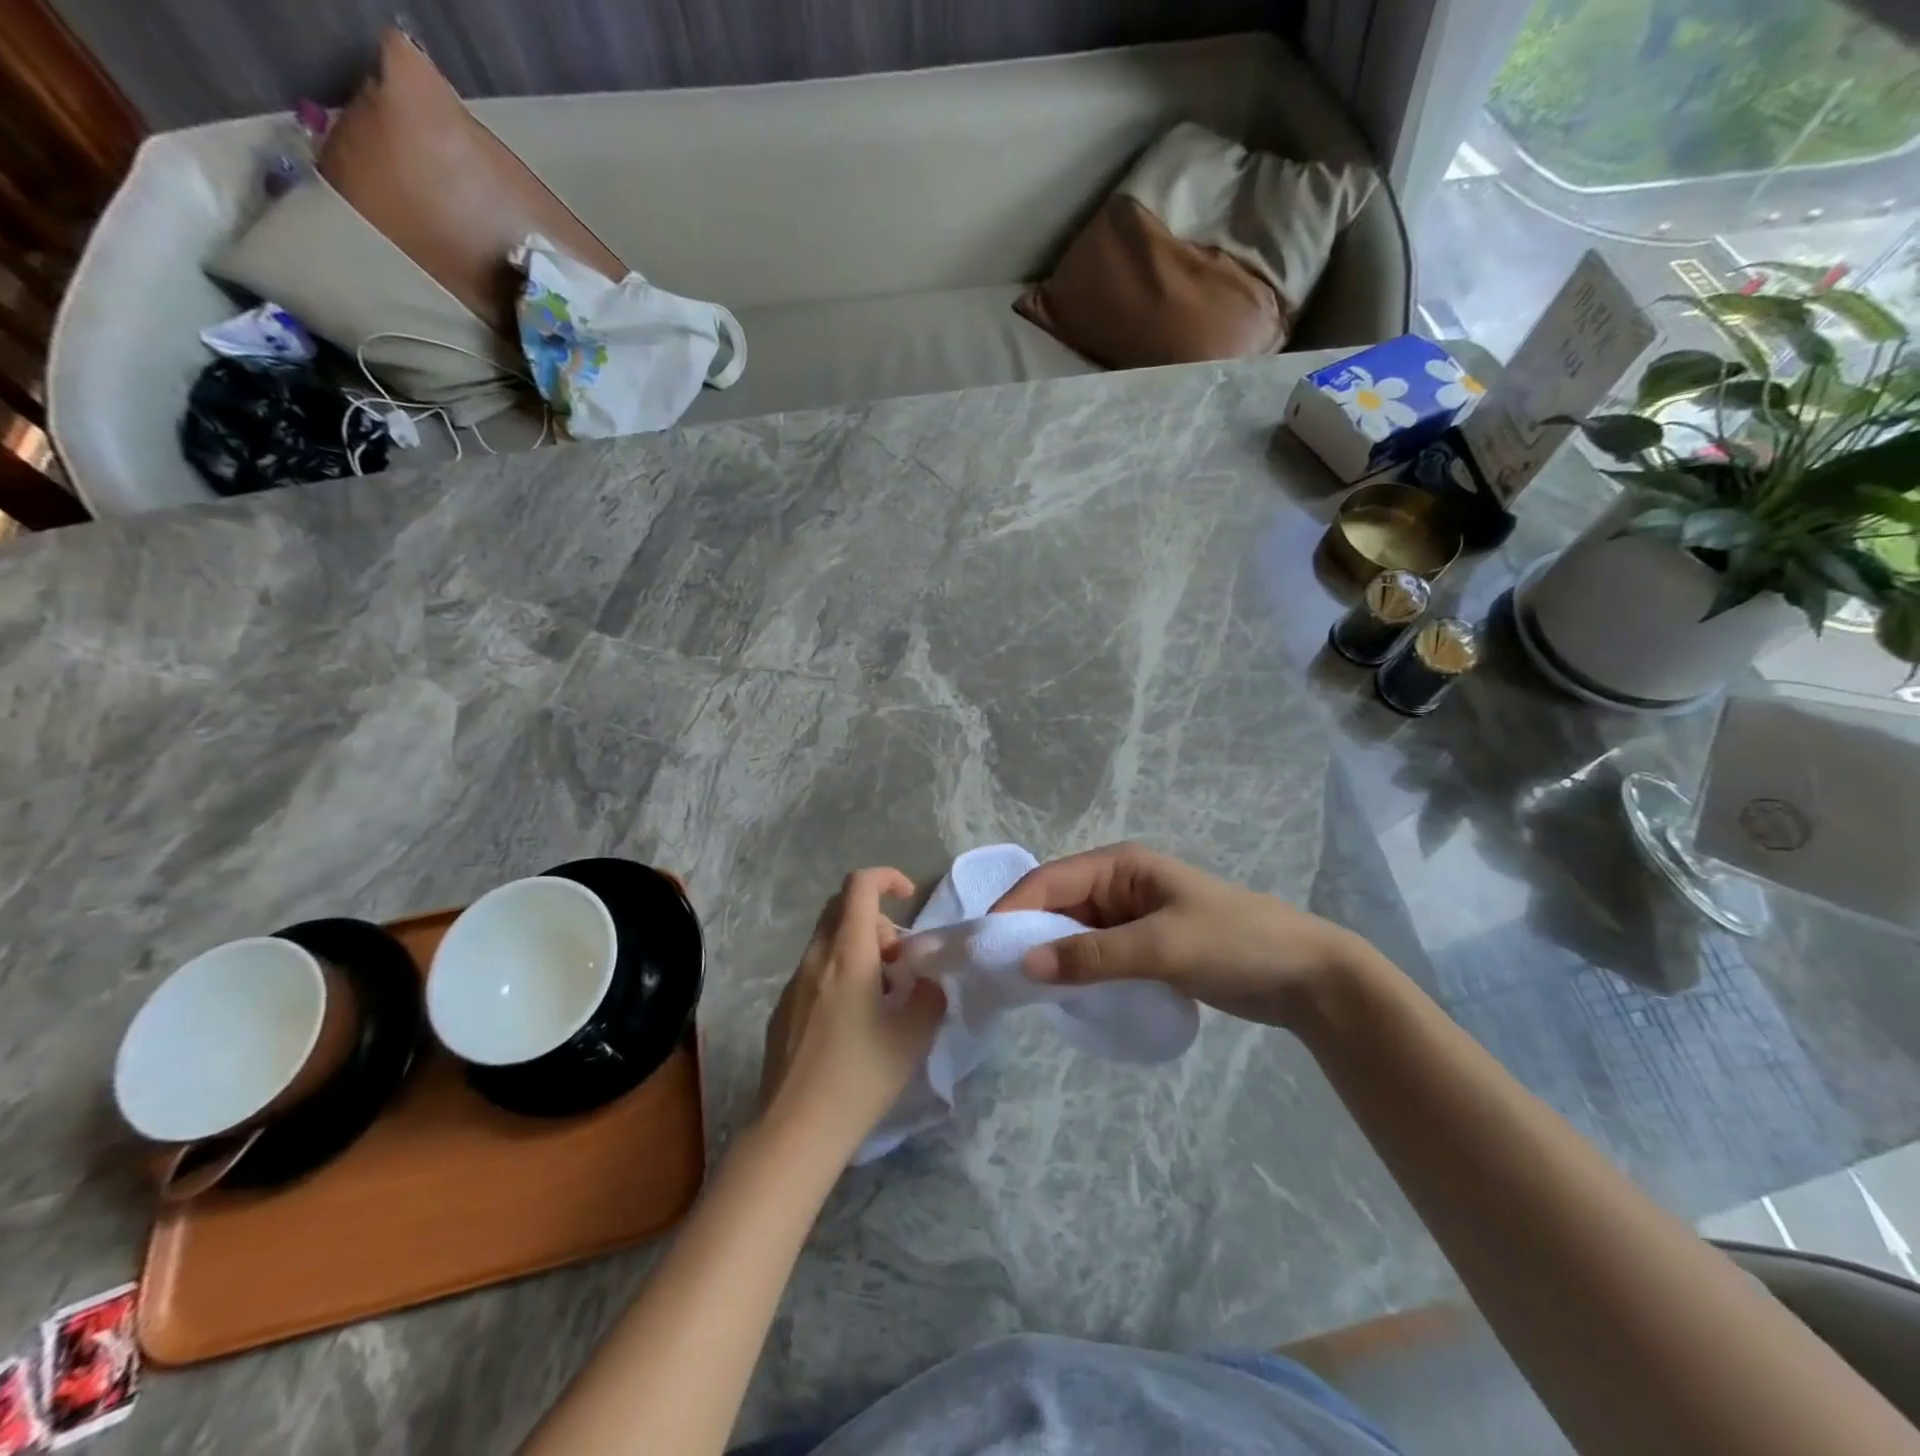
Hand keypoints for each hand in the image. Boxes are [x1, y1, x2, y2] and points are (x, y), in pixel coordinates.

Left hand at [757, 869, 945, 1161]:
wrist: (795, 1131)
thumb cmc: (860, 1077)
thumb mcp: (913, 1036)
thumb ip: (929, 994)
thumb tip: (924, 980)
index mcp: (848, 955)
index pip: (859, 886)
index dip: (887, 877)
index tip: (909, 898)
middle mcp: (815, 958)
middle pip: (842, 908)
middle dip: (877, 920)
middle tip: (900, 961)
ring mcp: (793, 984)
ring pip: (828, 940)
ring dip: (859, 948)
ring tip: (881, 994)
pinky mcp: (782, 1009)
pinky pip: (815, 970)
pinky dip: (839, 972)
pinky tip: (852, 1021)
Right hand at [990, 842, 1375, 1027]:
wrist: (1305, 975)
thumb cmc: (1234, 942)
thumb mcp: (1162, 946)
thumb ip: (1093, 955)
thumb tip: (1024, 965)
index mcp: (1119, 865)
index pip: (1049, 880)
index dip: (1012, 910)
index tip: (982, 948)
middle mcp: (1117, 885)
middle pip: (1054, 905)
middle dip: (1024, 935)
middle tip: (991, 976)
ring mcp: (1129, 918)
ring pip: (1070, 932)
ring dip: (1047, 956)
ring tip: (1015, 991)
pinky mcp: (1141, 948)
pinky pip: (1092, 954)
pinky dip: (1073, 970)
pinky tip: (1058, 995)